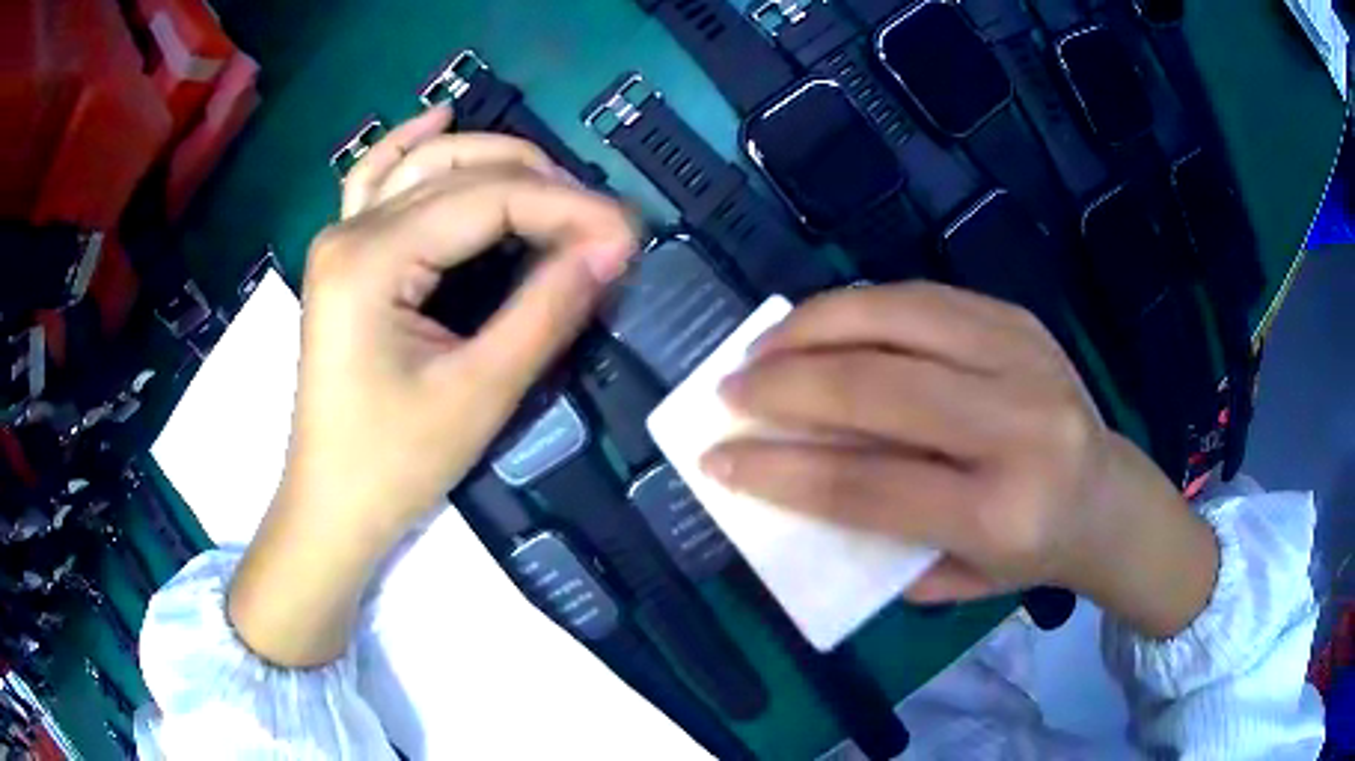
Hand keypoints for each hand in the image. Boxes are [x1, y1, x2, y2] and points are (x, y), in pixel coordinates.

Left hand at [229, 107, 638, 665]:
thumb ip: (547, 309)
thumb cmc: (396, 463)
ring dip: (492, 161)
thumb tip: (614, 247)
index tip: (630, 234)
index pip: (490, 199)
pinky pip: (375, 181)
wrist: (333, 506)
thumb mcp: (480, 393)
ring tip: (554, 181)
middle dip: (541, 183)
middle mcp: (351, 231)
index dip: (568, 207)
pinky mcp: (342, 258)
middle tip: (602, 222)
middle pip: (460, 172)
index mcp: (373, 259)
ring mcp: (339, 239)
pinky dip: (409, 147)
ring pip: (423, 166)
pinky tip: (439, 119)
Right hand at [702, 284, 1218, 637]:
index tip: (718, 461)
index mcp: (1000, 512)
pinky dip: (858, 307)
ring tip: (763, 347)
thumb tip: (793, 483)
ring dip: (813, 328)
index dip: (780, 472)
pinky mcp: (1018, 319)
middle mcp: (1017, 426)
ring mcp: (1023, 357)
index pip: (869, 486)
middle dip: (785, 387)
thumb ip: (877, 540)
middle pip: (878, 389)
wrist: (1107, 497)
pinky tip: (822, 325)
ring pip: (896, 320)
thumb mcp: (955, 576)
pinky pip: (921, 297)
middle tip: (728, 391)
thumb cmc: (1030, 553)